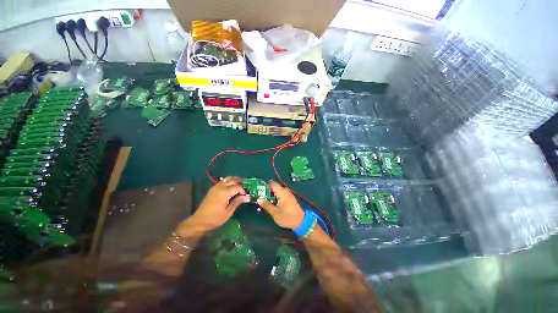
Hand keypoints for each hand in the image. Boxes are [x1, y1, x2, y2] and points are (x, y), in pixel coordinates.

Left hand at [181, 177, 248, 233]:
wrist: (199, 221)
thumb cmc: (215, 218)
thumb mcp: (228, 212)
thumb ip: (237, 202)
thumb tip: (248, 197)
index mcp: (225, 192)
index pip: (238, 187)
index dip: (243, 190)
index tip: (246, 196)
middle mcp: (220, 187)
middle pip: (233, 180)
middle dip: (240, 183)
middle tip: (245, 188)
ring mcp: (215, 187)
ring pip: (227, 179)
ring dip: (234, 180)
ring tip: (240, 185)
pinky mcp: (212, 189)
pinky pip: (222, 181)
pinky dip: (228, 181)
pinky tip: (231, 187)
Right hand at [257, 180, 304, 229]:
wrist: (301, 221)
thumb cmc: (287, 217)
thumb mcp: (275, 213)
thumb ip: (267, 205)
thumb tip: (258, 199)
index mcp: (282, 192)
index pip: (272, 183)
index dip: (264, 185)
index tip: (258, 189)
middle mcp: (285, 190)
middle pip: (274, 186)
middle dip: (266, 190)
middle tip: (259, 195)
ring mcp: (288, 193)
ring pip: (277, 190)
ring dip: (271, 193)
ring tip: (263, 199)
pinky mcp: (289, 197)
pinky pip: (281, 193)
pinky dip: (275, 195)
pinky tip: (271, 201)